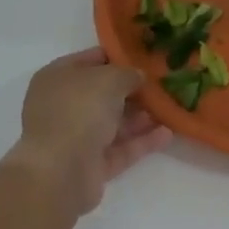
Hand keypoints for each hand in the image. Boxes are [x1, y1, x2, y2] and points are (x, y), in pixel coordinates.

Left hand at [7, 48, 171, 215]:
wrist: (60, 172)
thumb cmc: (80, 109)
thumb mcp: (110, 78)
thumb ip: (128, 74)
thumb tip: (138, 76)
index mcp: (58, 77)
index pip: (92, 60)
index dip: (118, 56)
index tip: (145, 56)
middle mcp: (64, 105)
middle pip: (103, 93)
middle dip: (132, 90)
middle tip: (163, 84)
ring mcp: (76, 137)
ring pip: (113, 123)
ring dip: (140, 117)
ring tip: (170, 108)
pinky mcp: (90, 166)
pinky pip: (120, 149)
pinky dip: (141, 142)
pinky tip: (167, 134)